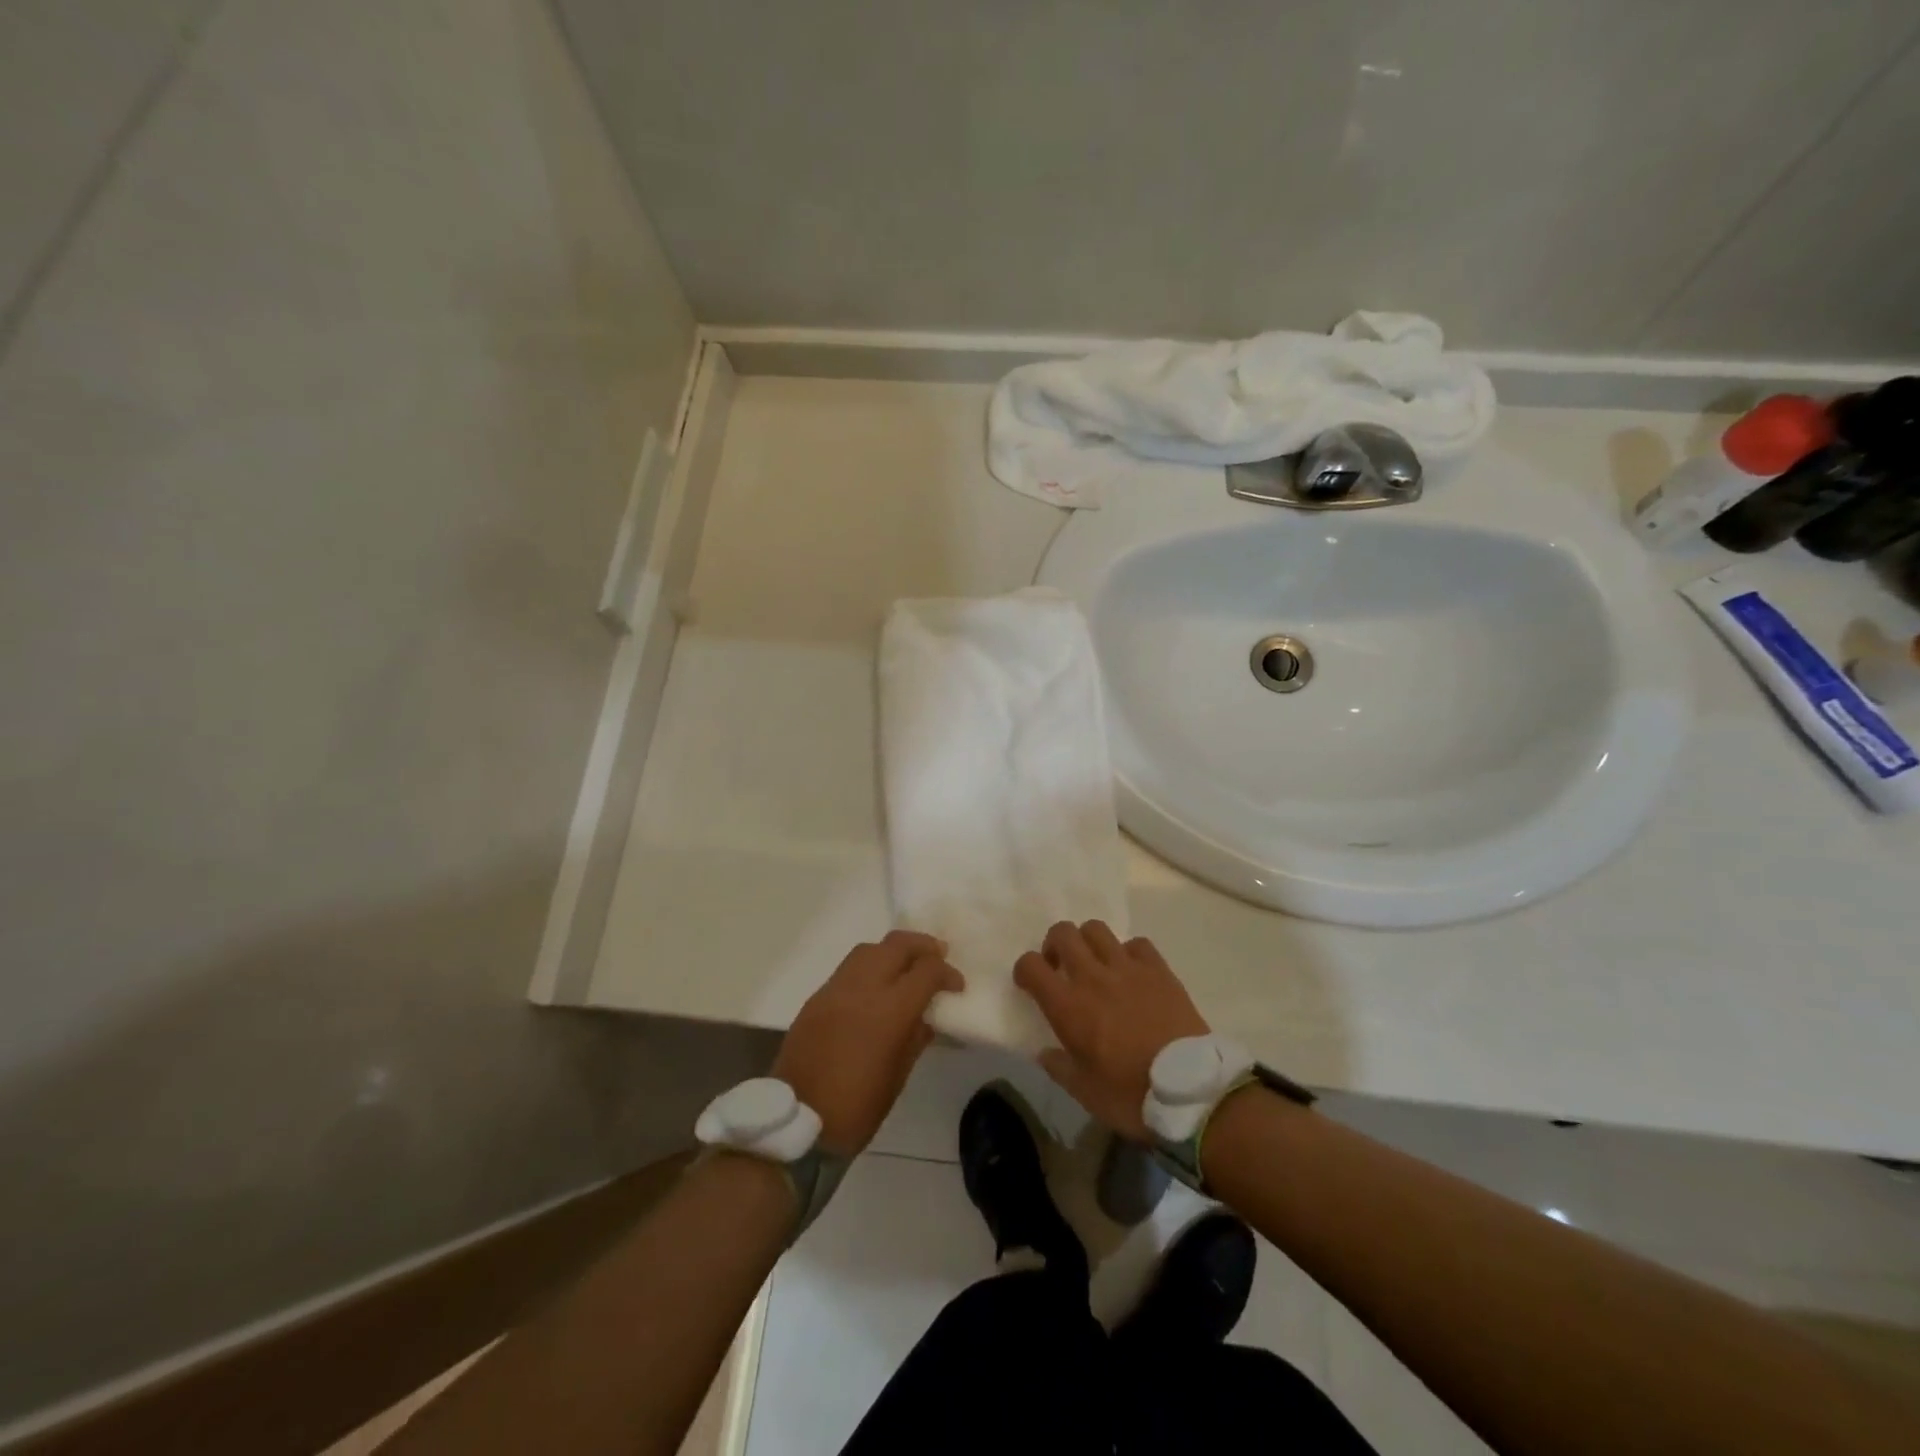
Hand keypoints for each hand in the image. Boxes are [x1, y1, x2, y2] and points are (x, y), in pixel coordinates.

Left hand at [773, 931, 963, 1155]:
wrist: (795, 1119)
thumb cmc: (856, 1107)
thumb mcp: (898, 1076)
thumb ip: (915, 1038)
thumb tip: (926, 1017)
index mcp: (890, 1011)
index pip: (926, 970)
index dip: (947, 973)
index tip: (956, 985)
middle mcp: (863, 988)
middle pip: (897, 945)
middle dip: (923, 946)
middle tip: (937, 957)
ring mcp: (836, 988)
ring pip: (870, 949)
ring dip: (894, 951)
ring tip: (907, 966)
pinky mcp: (817, 996)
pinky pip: (849, 968)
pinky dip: (870, 966)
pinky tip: (876, 985)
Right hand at [1014, 921, 1208, 1140]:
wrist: (1191, 1090)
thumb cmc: (1130, 1095)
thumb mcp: (1085, 1093)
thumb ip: (1059, 1068)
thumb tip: (1045, 1052)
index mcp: (1068, 1006)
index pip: (1030, 965)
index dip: (1024, 970)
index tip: (1030, 984)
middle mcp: (1093, 977)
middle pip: (1063, 933)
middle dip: (1054, 944)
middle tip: (1061, 967)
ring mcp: (1128, 968)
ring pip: (1097, 929)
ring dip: (1089, 942)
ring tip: (1095, 964)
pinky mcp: (1158, 969)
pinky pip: (1136, 943)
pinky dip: (1128, 952)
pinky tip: (1132, 972)